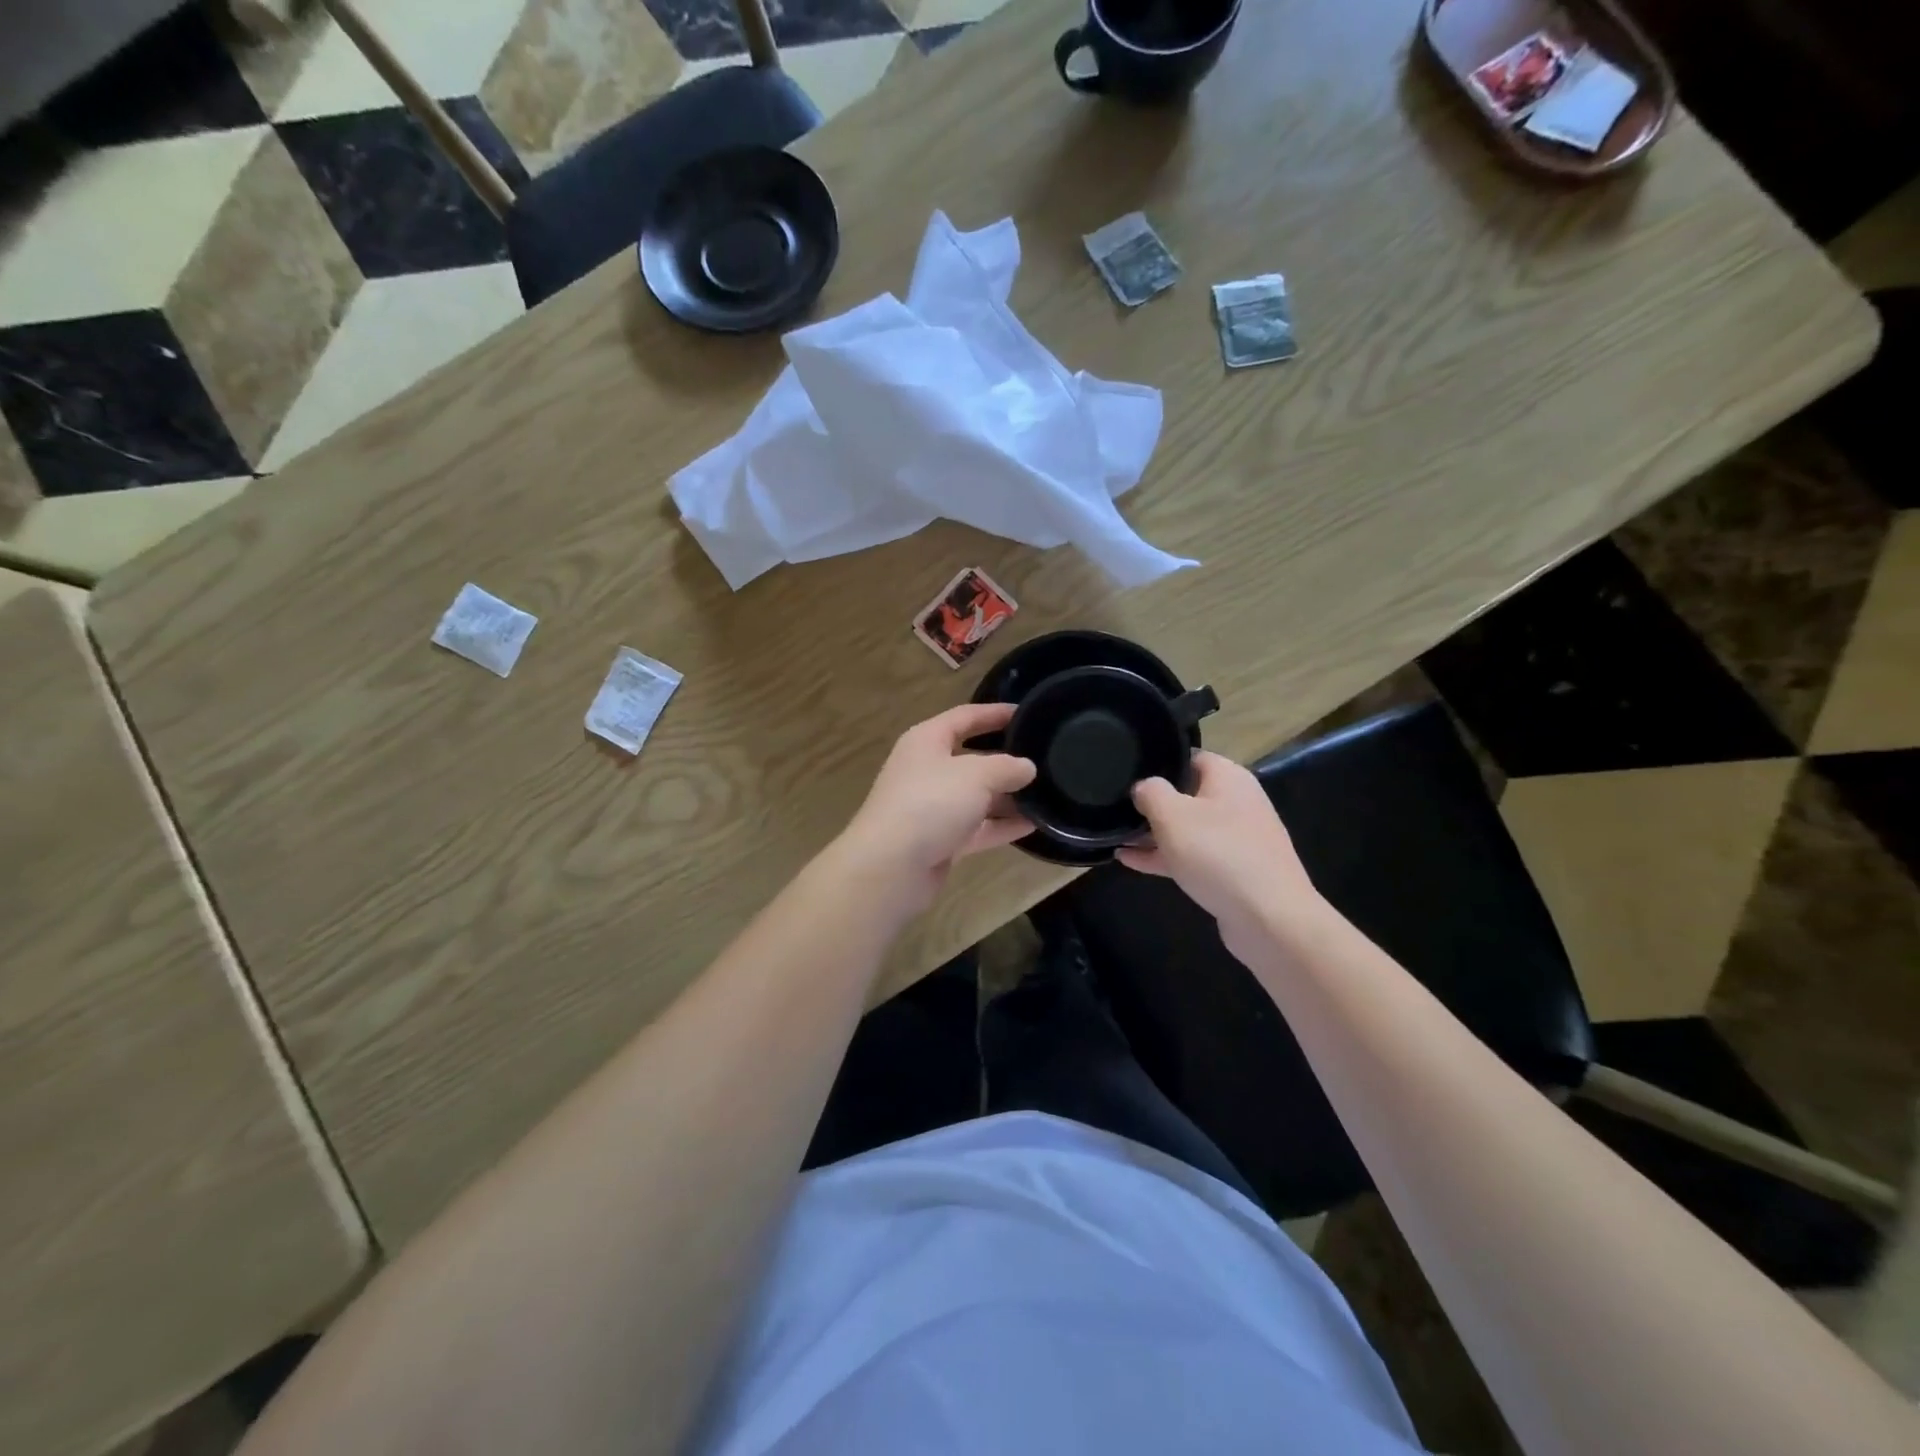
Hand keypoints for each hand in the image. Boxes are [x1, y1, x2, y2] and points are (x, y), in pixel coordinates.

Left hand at [836, 702, 1036, 912]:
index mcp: (927, 741)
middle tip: (1043, 758)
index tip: (1027, 713)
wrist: (890, 867)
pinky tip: (1033, 825)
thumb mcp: (976, 775)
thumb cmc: (930, 803)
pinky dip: (1001, 826)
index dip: (995, 713)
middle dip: (1005, 759)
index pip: (965, 717)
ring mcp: (931, 808)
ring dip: (1007, 796)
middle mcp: (927, 770)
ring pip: (976, 796)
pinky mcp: (939, 841)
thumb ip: (1006, 767)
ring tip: (1047, 794)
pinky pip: (976, 828)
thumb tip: (1027, 767)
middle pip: (971, 758)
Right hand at [1117, 752, 1322, 961]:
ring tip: (1115, 836)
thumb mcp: (1172, 815)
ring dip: (1154, 833)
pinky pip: (1192, 856)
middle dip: (1152, 802)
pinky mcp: (1232, 871)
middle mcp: (1237, 803)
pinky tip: (1130, 861)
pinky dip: (1165, 856)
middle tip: (1116, 807)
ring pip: (1187, 828)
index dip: (1158, 762)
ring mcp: (1237, 839)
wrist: (1269, 919)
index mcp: (1228, 778)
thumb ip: (1150, 792)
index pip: (1190, 756)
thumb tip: (1143, 787)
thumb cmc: (1218, 854)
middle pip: (1187, 793)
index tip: (1127, 772)